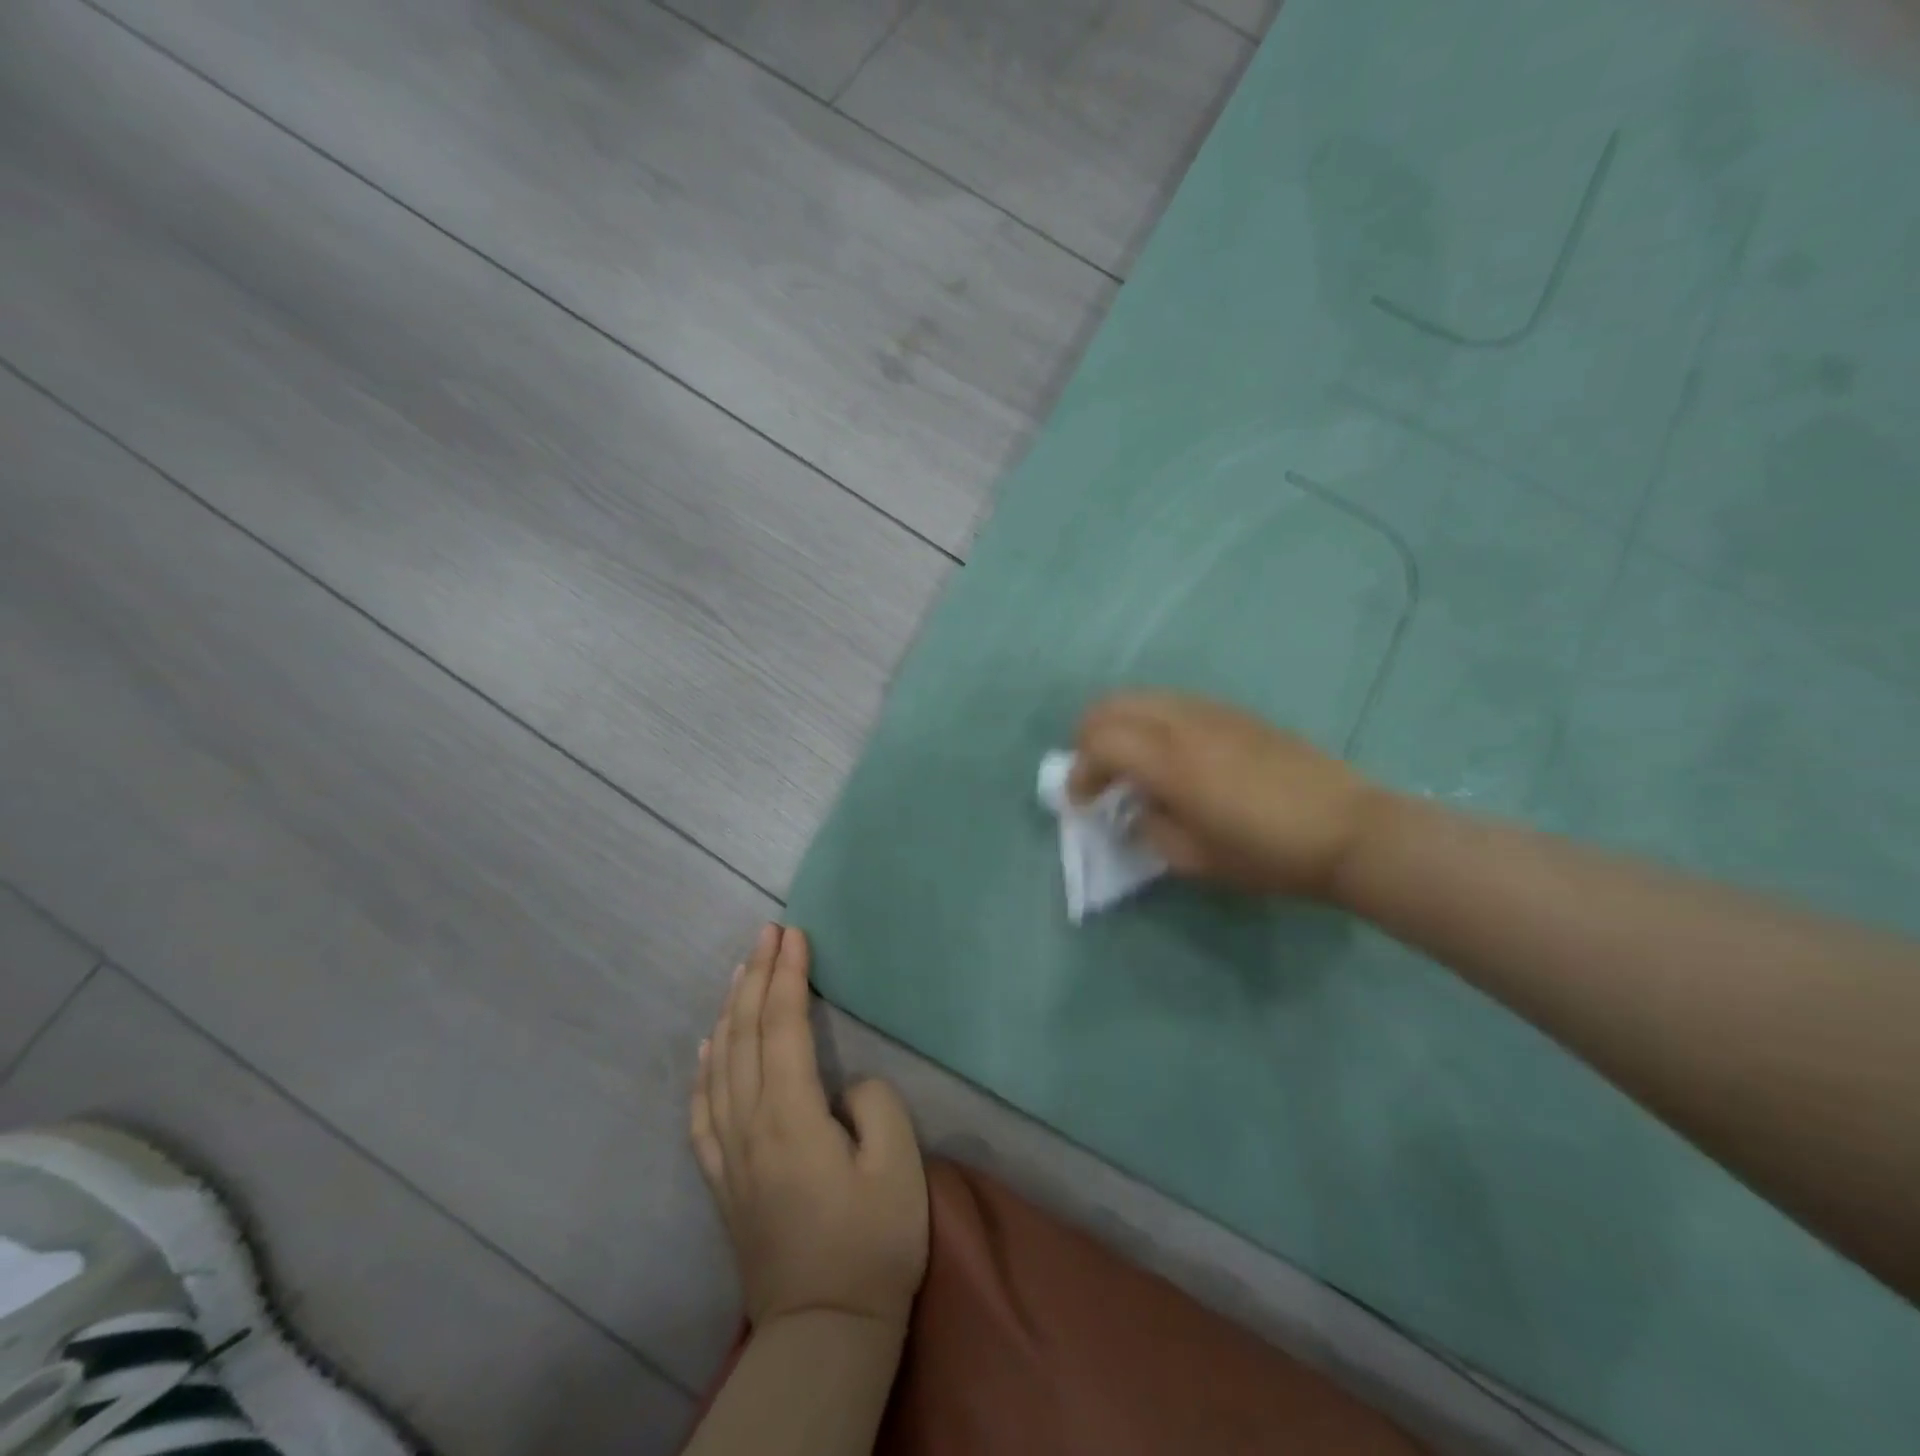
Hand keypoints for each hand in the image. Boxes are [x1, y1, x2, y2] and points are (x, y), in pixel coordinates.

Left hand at [691, 925, 928, 1331]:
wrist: (824, 1331)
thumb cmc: (872, 1245)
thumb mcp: (897, 1167)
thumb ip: (874, 1104)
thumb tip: (845, 1086)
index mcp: (790, 1116)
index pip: (782, 1026)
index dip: (787, 975)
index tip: (793, 934)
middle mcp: (749, 1125)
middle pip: (744, 1034)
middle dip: (756, 976)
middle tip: (767, 933)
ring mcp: (729, 1154)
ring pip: (720, 1063)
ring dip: (730, 1010)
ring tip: (741, 970)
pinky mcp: (723, 1180)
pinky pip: (702, 1111)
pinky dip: (704, 1069)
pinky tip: (708, 1047)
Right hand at [1072, 692, 1384, 898]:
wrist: (1348, 830)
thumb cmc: (1268, 854)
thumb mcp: (1196, 859)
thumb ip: (1150, 828)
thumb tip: (1134, 808)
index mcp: (1171, 762)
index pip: (1100, 742)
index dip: (1080, 771)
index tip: (1082, 802)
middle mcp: (1184, 724)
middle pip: (1113, 705)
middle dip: (1089, 736)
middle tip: (1093, 773)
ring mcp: (1212, 712)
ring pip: (1144, 697)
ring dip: (1121, 725)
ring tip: (1128, 763)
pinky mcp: (1235, 713)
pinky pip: (1175, 703)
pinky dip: (1152, 721)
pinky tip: (1169, 755)